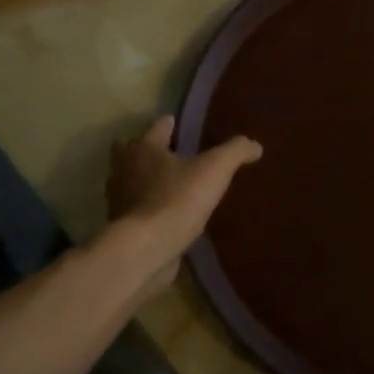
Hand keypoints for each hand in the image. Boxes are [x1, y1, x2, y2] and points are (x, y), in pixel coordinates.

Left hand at [103, 115, 261, 295]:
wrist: (144, 250)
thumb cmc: (177, 199)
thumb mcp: (215, 169)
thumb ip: (235, 152)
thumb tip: (255, 145)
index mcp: (145, 147)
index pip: (158, 126)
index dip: (170, 123)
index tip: (180, 125)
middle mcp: (125, 168)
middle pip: (129, 150)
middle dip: (145, 149)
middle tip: (169, 154)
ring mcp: (119, 199)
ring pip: (128, 180)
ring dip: (143, 180)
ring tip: (170, 186)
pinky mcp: (122, 227)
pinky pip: (134, 209)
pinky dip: (146, 208)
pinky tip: (166, 216)